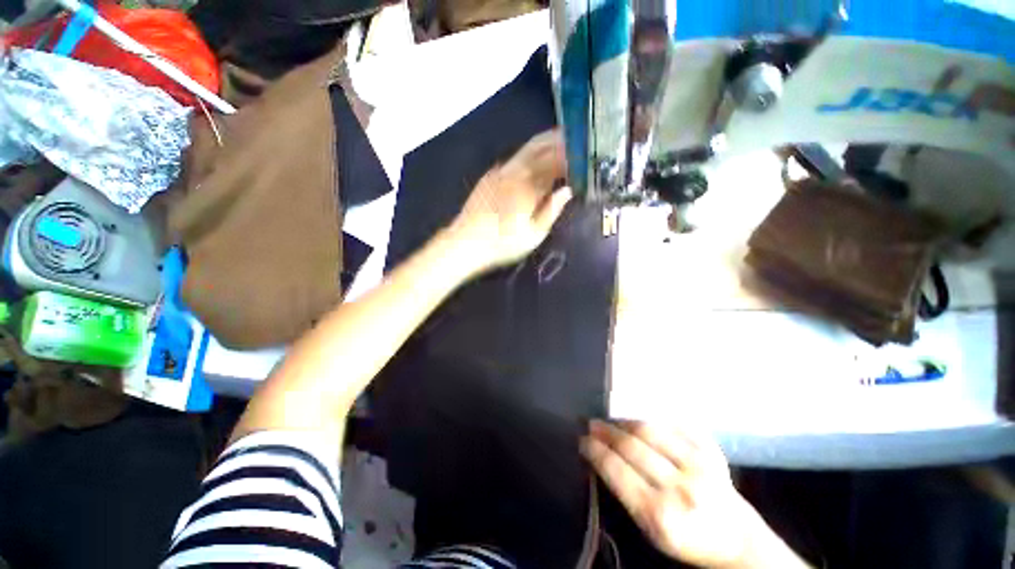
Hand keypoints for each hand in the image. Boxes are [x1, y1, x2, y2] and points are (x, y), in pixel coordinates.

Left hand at [447, 129, 572, 275]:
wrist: (465, 243)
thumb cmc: (503, 243)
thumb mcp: (533, 234)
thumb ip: (552, 210)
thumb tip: (568, 190)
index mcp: (528, 185)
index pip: (555, 162)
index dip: (570, 156)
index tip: (581, 155)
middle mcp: (514, 171)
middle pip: (540, 146)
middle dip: (558, 140)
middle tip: (573, 139)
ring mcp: (500, 171)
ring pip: (526, 149)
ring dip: (544, 144)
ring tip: (558, 144)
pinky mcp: (490, 176)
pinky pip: (514, 158)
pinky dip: (529, 155)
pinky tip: (533, 161)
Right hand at [582, 421, 759, 568]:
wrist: (736, 537)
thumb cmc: (686, 538)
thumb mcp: (650, 530)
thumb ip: (625, 493)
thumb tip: (600, 457)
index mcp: (660, 514)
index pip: (617, 471)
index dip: (595, 451)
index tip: (582, 440)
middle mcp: (680, 487)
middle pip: (631, 446)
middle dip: (606, 431)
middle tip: (592, 423)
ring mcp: (699, 464)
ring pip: (650, 429)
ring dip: (624, 420)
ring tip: (611, 418)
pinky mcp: (711, 449)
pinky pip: (673, 423)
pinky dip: (651, 416)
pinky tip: (639, 417)